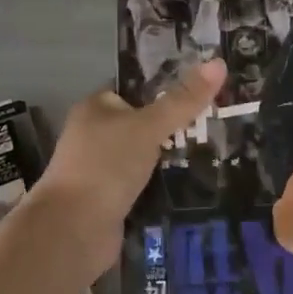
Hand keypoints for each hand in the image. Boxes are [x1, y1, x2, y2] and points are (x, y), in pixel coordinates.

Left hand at [35, 60, 226, 272]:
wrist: (73, 230)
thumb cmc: (106, 166)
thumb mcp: (148, 127)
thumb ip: (183, 100)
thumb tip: (219, 63)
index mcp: (95, 108)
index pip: (135, 88)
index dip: (168, 86)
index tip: (206, 88)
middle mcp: (95, 135)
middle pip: (143, 123)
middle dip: (176, 125)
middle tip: (219, 123)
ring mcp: (102, 170)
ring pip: (146, 156)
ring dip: (172, 157)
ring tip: (217, 151)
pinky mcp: (111, 200)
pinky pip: (145, 185)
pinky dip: (164, 184)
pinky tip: (196, 184)